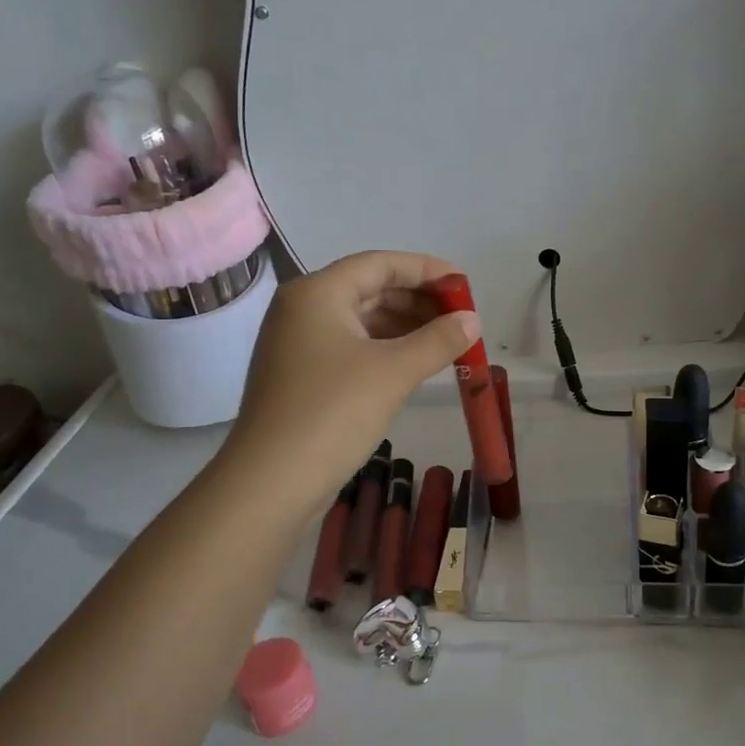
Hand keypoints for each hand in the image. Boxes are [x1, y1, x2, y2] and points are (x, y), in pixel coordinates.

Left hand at [224, 251, 479, 518]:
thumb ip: (438, 340)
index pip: (380, 264)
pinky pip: (351, 349)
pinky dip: (385, 351)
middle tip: (461, 318)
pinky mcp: (301, 376)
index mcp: (318, 293)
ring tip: (446, 342)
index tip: (464, 285)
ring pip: (361, 322)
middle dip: (418, 301)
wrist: (271, 481)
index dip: (426, 269)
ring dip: (405, 328)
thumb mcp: (394, 372)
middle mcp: (303, 309)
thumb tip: (473, 321)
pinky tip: (415, 366)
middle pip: (370, 289)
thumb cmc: (333, 412)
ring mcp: (298, 344)